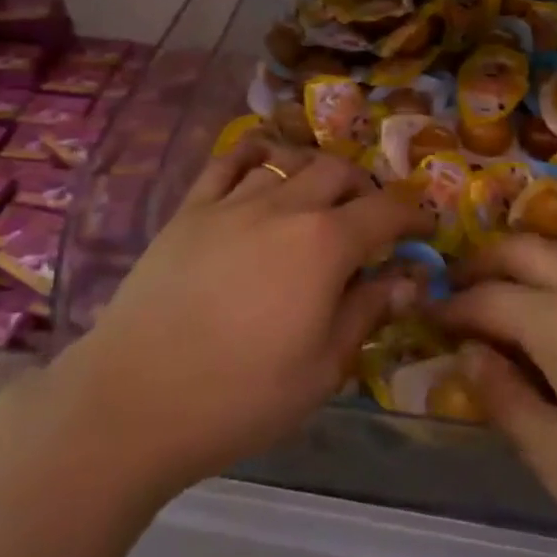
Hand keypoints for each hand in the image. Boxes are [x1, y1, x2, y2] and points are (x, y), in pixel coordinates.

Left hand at [42, 138, 431, 498]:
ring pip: (288, 159)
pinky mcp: (190, 209)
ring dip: (314, 171)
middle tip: (368, 219)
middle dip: (364, 188)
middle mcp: (284, 206)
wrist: (134, 401)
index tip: (423, 228)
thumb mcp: (323, 369)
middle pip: (338, 171)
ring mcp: (232, 202)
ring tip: (318, 197)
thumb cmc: (240, 396)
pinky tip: (262, 166)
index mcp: (324, 243)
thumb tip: (406, 278)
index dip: (412, 215)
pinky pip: (228, 161)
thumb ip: (367, 312)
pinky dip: (255, 155)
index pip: (385, 211)